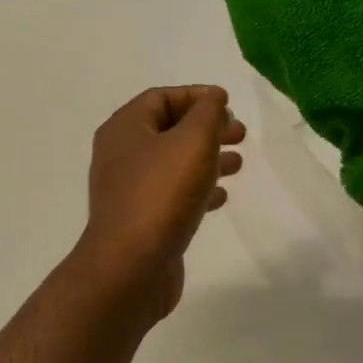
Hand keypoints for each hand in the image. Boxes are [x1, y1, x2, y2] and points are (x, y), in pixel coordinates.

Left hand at [75, 85, 245, 321]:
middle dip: (206, 129)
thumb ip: (208, 114)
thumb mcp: (192, 142)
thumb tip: (213, 98)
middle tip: (241, 134)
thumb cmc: (161, 195)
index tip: (230, 104)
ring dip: (206, 159)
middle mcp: (121, 155)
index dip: (197, 96)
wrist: (130, 267)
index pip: (161, 98)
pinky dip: (197, 190)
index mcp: (125, 129)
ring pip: (172, 164)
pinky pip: (171, 195)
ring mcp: (128, 190)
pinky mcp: (140, 220)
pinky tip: (221, 197)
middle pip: (168, 130)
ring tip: (239, 163)